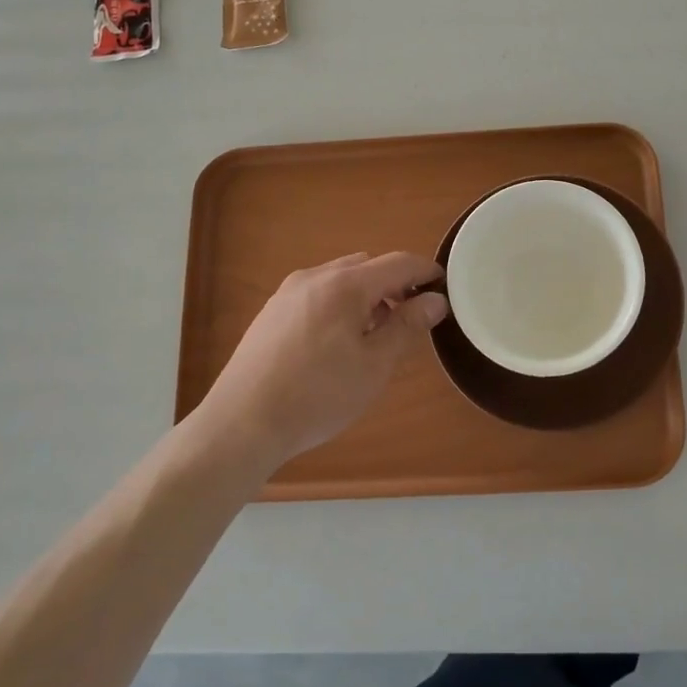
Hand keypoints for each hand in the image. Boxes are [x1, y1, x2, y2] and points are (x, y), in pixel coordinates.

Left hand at [199, 252, 447, 466]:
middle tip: (409, 320)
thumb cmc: (318, 395)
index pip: (398, 263)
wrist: (242, 423)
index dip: (426, 272)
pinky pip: (318, 294)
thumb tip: (435, 301)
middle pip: (368, 267)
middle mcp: (316, 276)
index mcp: (345, 285)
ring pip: (341, 279)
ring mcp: (289, 292)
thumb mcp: (374, 365)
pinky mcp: (271, 311)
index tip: (445, 288)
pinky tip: (335, 344)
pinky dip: (339, 305)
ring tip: (372, 336)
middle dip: (394, 286)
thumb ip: (407, 326)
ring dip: (365, 296)